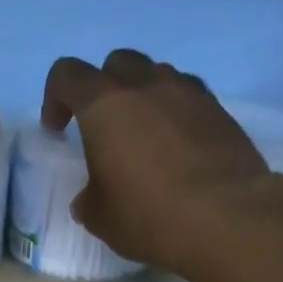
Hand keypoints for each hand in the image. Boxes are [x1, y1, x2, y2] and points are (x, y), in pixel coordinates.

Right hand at [42, 48, 277, 271]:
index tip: (59, 131)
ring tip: (145, 137)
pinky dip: (176, 112)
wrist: (227, 218)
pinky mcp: (220, 110)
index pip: (67, 75)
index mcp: (104, 104)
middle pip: (116, 63)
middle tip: (104, 128)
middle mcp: (145, 84)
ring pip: (156, 75)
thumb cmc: (149, 215)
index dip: (55, 98)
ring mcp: (188, 92)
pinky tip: (178, 147)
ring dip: (143, 97)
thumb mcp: (100, 217)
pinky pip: (188, 97)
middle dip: (103, 89)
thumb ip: (88, 197)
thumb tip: (91, 196)